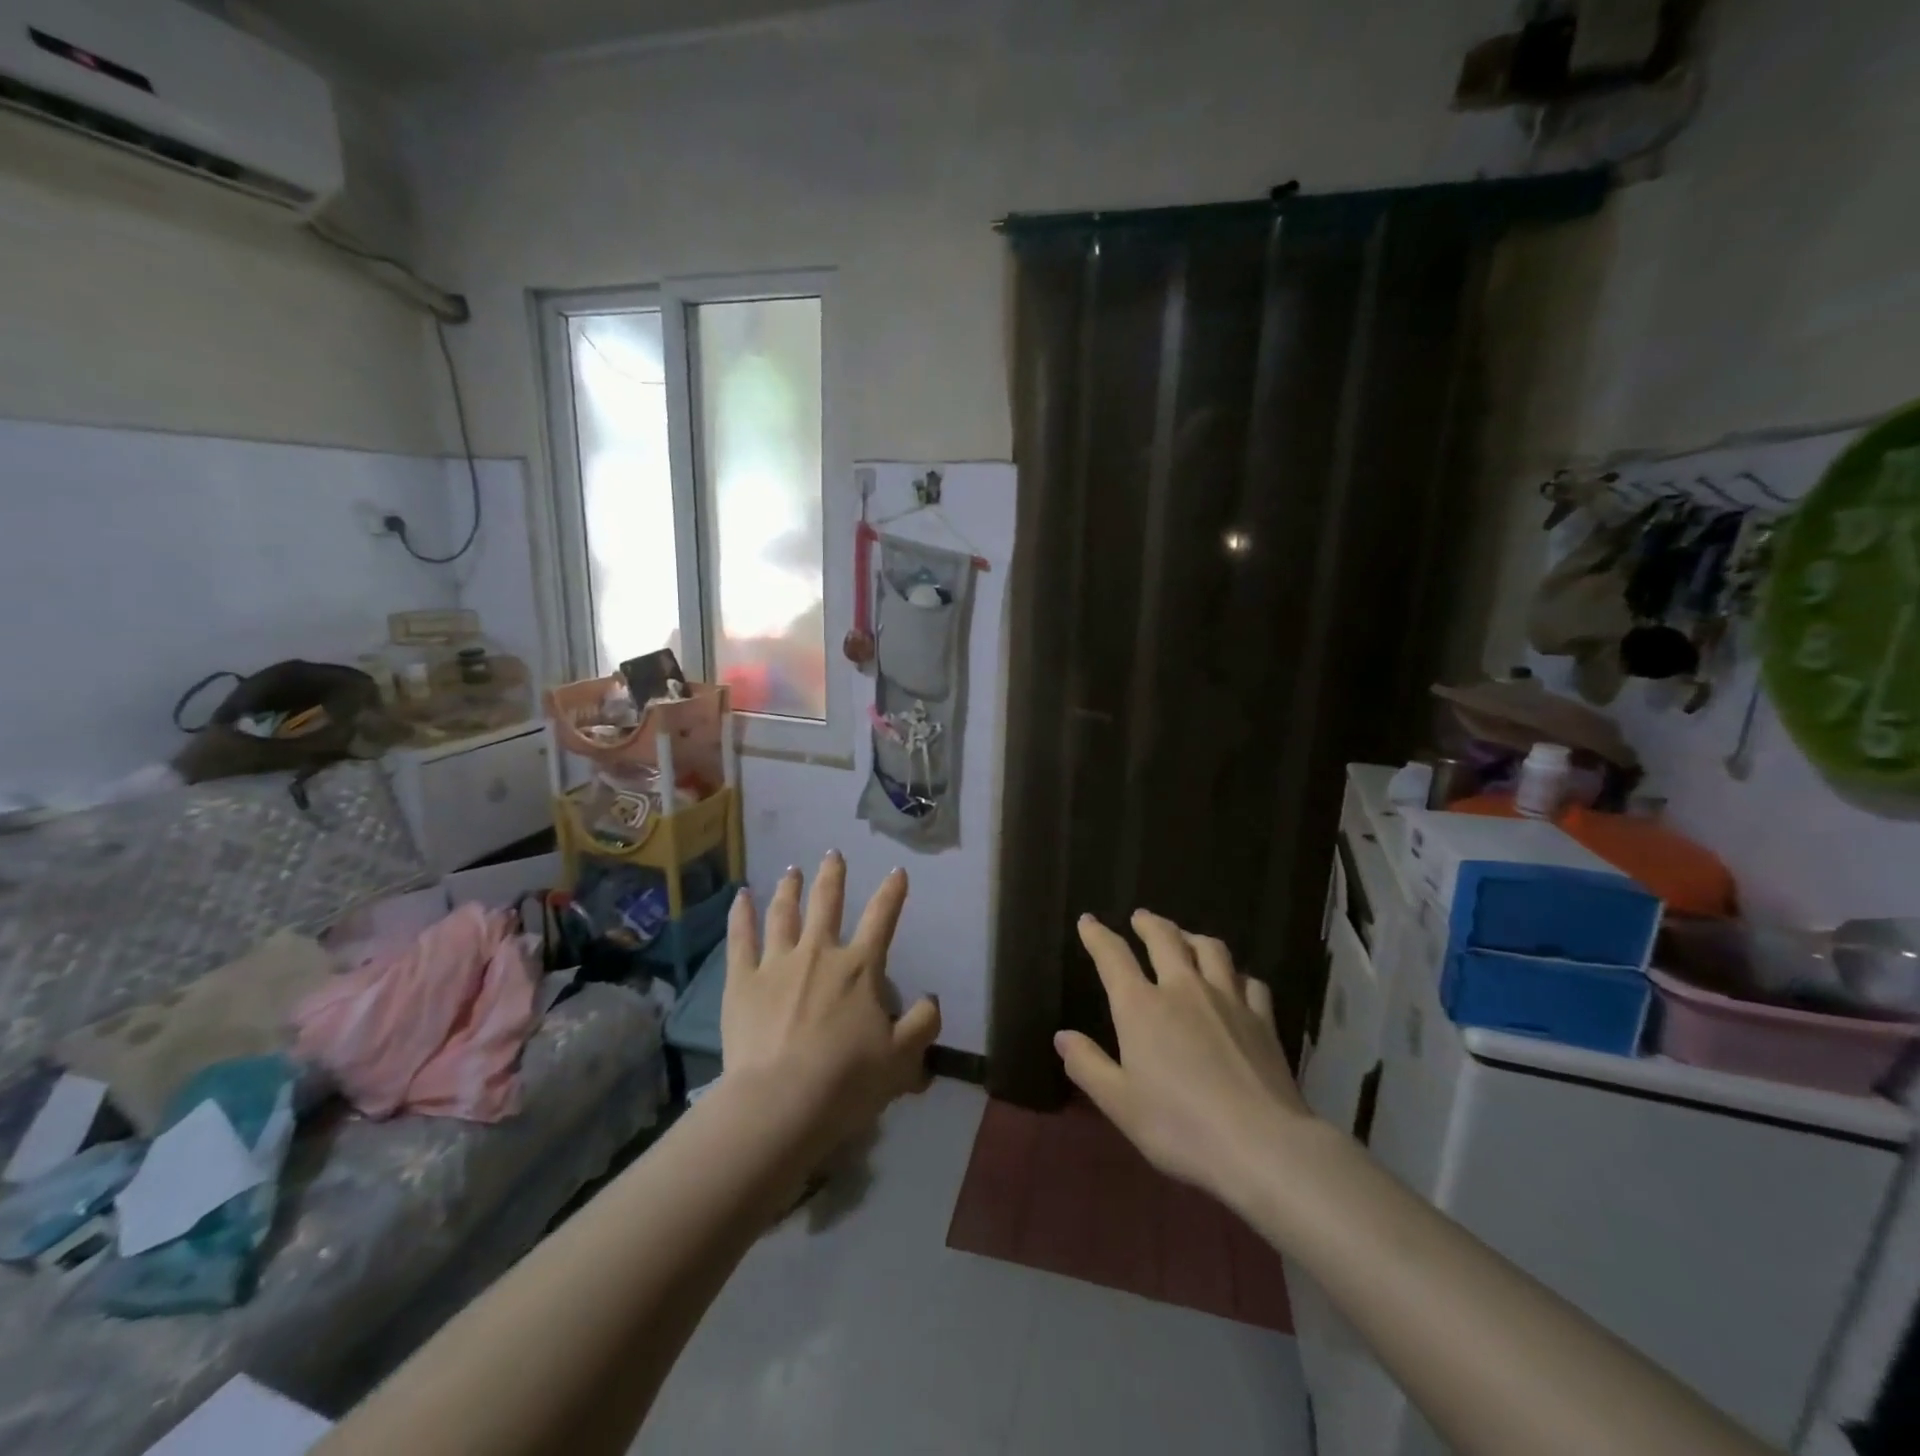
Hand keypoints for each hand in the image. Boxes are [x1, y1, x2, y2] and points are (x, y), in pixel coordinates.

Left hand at [721, 852, 941, 1138]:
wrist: (781, 1102)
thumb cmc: (847, 1080)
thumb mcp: (903, 1059)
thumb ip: (923, 1024)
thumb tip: (931, 999)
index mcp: (859, 968)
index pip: (881, 919)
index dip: (892, 893)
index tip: (897, 871)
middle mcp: (819, 953)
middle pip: (827, 903)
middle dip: (833, 876)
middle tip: (833, 854)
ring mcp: (777, 963)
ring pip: (784, 913)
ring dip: (790, 888)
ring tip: (792, 870)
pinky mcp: (742, 981)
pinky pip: (741, 939)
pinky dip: (741, 914)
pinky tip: (740, 896)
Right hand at [1056, 910, 1311, 1211]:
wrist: (1262, 1145)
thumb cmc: (1180, 1127)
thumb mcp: (1119, 1103)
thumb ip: (1088, 1065)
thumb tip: (1062, 1036)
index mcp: (1141, 1006)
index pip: (1113, 956)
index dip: (1097, 935)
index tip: (1088, 920)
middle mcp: (1183, 989)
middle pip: (1164, 939)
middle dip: (1149, 923)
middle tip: (1140, 917)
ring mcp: (1228, 999)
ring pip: (1210, 949)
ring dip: (1192, 937)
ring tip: (1186, 938)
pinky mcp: (1263, 1019)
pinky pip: (1249, 982)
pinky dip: (1236, 975)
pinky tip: (1236, 982)